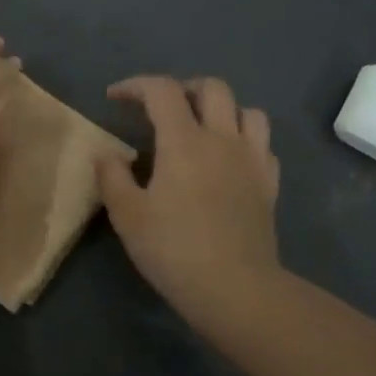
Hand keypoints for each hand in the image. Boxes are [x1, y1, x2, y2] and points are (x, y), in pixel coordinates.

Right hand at [96, 76, 280, 321]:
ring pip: (248, 111)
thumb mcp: (127, 215)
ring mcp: (252, 160)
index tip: (115, 98)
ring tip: (202, 128)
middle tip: (162, 108)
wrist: (236, 289)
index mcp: (184, 140)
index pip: (162, 90)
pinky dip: (245, 141)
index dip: (136, 85)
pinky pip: (263, 145)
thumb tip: (106, 153)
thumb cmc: (174, 250)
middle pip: (212, 88)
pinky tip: (230, 160)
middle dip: (183, 88)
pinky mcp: (270, 185)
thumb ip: (112, 177)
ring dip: (223, 110)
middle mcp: (222, 139)